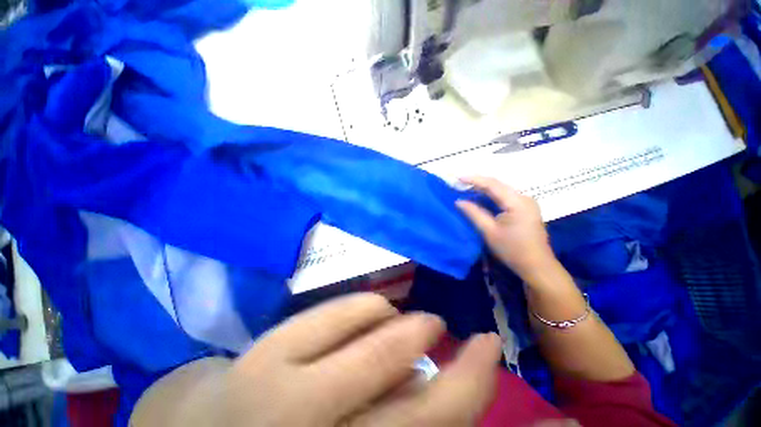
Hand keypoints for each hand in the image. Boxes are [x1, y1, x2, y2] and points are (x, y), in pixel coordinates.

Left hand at [221, 293, 501, 426]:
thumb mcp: (352, 426)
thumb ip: (397, 411)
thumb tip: (432, 383)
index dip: (473, 391)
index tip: (492, 355)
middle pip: (416, 407)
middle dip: (460, 369)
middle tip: (474, 337)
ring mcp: (287, 391)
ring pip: (376, 347)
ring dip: (411, 330)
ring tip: (423, 324)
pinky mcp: (269, 352)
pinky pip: (338, 313)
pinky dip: (368, 307)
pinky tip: (378, 310)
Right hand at [456, 176, 554, 280]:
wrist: (537, 266)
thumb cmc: (512, 250)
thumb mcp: (489, 231)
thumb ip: (474, 213)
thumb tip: (458, 201)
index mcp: (517, 202)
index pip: (493, 184)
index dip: (474, 179)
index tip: (457, 177)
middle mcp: (524, 197)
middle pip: (498, 185)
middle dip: (478, 182)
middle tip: (459, 183)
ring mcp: (526, 202)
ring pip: (501, 190)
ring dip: (484, 188)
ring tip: (466, 188)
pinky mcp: (525, 208)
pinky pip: (505, 196)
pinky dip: (491, 195)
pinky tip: (481, 197)